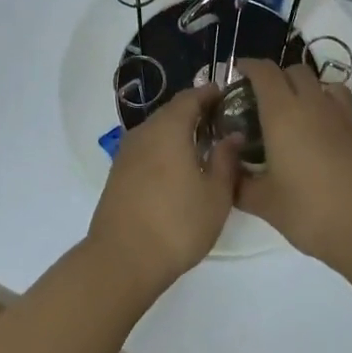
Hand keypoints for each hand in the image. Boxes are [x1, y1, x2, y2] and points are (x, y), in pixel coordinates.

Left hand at [86, 86, 240, 296]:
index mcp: (168, 128)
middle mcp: (144, 132)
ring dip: (178, 131)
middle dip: (195, 112)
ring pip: (157, 130)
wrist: (122, 259)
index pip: (190, 98)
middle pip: (171, 112)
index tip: (227, 95)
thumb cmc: (177, 224)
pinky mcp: (118, 173)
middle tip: (220, 121)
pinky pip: (146, 148)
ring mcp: (126, 152)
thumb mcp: (215, 195)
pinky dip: (164, 148)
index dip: (209, 93)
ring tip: (203, 145)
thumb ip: (226, 160)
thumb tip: (232, 135)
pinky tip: (178, 167)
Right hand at [237, 61, 351, 270]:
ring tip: (295, 114)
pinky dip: (326, 110)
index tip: (237, 72)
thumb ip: (240, 185)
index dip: (249, 66)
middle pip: (295, 71)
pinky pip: (340, 107)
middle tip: (261, 100)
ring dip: (306, 89)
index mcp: (283, 113)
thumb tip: (228, 174)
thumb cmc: (311, 210)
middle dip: (277, 77)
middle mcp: (313, 105)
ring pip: (323, 84)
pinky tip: (319, 139)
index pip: (265, 72)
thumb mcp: (265, 203)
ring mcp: (342, 117)